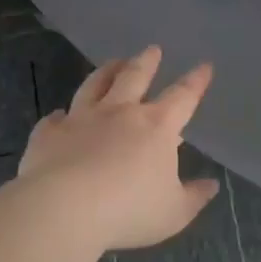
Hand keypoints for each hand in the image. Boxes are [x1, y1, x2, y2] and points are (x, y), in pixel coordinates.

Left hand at [19, 46, 219, 250]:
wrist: (64, 210)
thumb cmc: (129, 210)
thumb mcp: (174, 212)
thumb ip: (194, 197)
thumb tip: (211, 185)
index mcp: (156, 126)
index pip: (183, 96)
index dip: (196, 81)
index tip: (204, 66)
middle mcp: (119, 113)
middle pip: (135, 77)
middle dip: (147, 61)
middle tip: (152, 49)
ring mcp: (81, 119)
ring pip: (94, 86)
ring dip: (106, 72)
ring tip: (113, 62)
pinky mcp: (49, 134)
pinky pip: (55, 120)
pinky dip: (60, 117)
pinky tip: (60, 116)